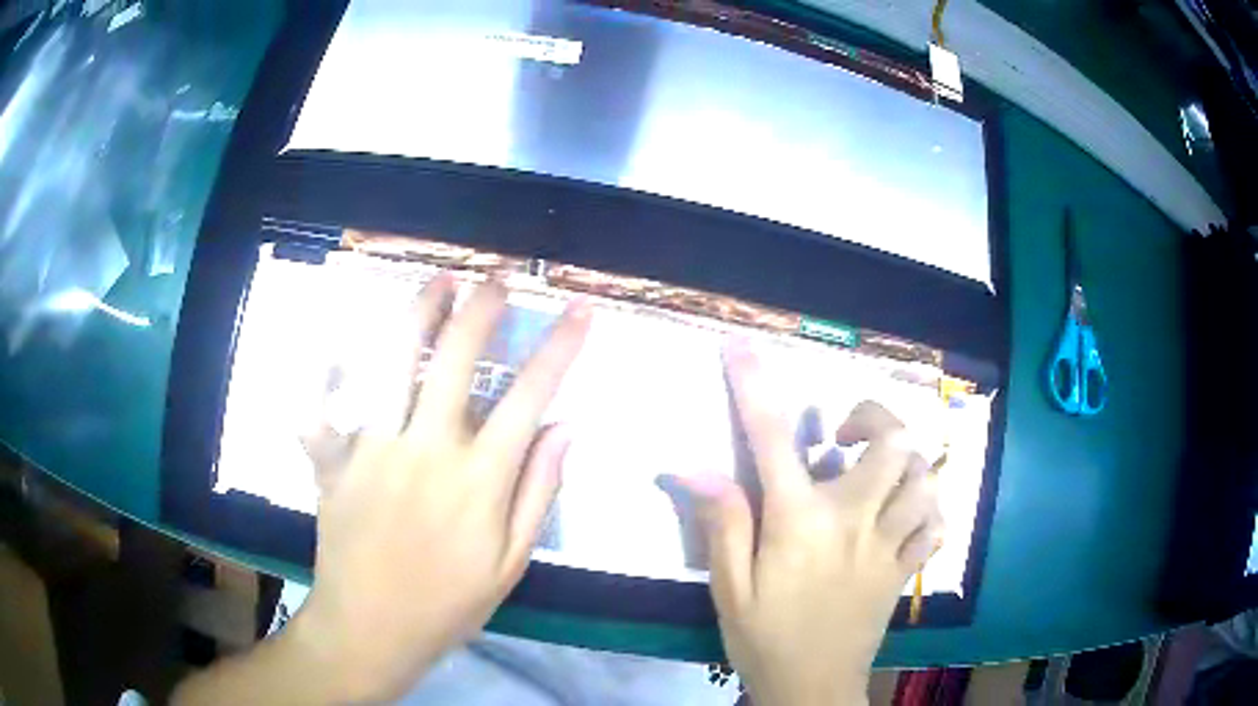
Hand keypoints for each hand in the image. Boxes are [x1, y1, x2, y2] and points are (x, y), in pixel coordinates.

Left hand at [288, 275, 590, 701]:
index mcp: (479, 479)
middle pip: (459, 359)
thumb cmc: (447, 604)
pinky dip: (330, 366)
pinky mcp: (335, 460)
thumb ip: (539, 494)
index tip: (579, 310)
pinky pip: (328, 400)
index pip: (531, 395)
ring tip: (437, 281)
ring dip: (419, 314)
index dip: (560, 347)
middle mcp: (427, 450)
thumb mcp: (511, 564)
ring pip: (396, 362)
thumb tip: (566, 429)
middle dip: (483, 308)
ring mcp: (374, 449)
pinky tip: (341, 335)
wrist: (370, 630)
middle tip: (497, 277)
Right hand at [671, 339, 941, 705]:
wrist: (813, 689)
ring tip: (877, 470)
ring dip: (903, 461)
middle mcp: (853, 522)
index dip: (755, 387)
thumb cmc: (764, 639)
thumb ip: (722, 523)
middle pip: (891, 444)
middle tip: (844, 434)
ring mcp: (888, 545)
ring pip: (923, 477)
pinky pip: (934, 523)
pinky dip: (925, 507)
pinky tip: (905, 512)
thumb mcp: (729, 588)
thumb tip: (693, 466)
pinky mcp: (904, 569)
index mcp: (801, 523)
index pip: (775, 439)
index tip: (741, 348)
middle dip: (872, 418)